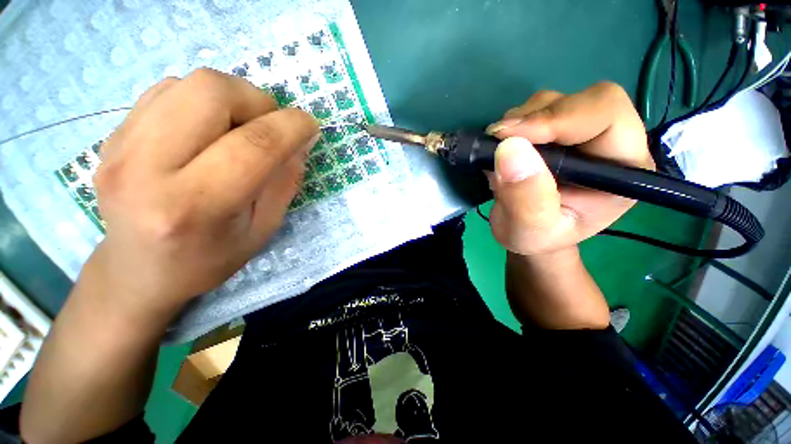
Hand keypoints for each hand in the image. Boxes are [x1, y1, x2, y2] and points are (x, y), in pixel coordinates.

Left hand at [90, 68, 318, 318]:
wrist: (139, 272)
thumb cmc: (211, 258)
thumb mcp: (264, 228)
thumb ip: (285, 181)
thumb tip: (301, 140)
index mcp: (196, 206)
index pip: (254, 145)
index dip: (292, 127)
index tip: (310, 126)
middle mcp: (147, 168)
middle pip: (211, 91)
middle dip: (256, 100)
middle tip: (269, 126)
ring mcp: (120, 148)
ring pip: (187, 83)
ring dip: (230, 98)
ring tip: (239, 129)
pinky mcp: (111, 137)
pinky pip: (166, 92)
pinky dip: (200, 101)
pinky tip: (208, 130)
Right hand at [485, 82, 652, 256]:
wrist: (530, 233)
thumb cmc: (538, 238)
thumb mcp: (530, 229)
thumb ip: (525, 197)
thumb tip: (508, 148)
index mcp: (623, 168)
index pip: (606, 115)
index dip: (559, 118)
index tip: (509, 136)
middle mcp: (607, 142)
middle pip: (580, 101)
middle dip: (534, 118)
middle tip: (498, 140)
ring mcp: (578, 134)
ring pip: (551, 102)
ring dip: (518, 122)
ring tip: (498, 153)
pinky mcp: (554, 133)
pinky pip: (532, 112)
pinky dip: (511, 126)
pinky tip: (502, 150)